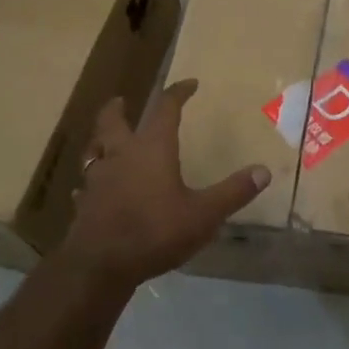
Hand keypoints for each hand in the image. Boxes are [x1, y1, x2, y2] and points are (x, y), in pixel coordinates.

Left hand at [61, 80, 269, 290]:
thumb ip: (233, 192)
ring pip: (94, 150)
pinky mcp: (85, 204)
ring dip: (100, 142)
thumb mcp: (204, 213)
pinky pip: (86, 185)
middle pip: (113, 121)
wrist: (100, 265)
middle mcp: (122, 155)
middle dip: (118, 109)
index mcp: (152, 148)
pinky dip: (91, 181)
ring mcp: (98, 179)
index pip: (166, 108)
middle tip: (121, 100)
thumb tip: (263, 171)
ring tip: (105, 142)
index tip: (189, 83)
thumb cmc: (155, 231)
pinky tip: (92, 190)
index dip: (178, 93)